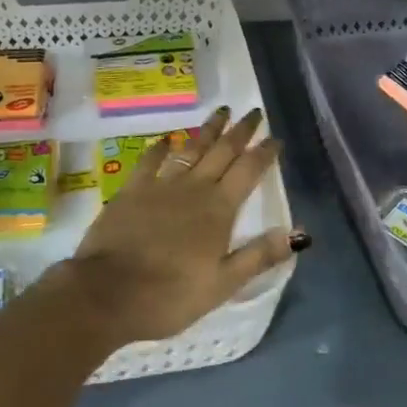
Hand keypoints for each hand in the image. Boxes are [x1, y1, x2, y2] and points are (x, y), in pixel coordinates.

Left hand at [67, 107, 300, 344]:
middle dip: (241, 131)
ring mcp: (161, 185)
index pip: (248, 171)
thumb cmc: (170, 295)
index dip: (264, 153)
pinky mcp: (132, 190)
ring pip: (191, 148)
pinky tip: (166, 139)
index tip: (276, 138)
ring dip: (208, 129)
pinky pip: (150, 161)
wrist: (107, 292)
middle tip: (254, 111)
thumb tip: (299, 233)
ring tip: (221, 111)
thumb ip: (259, 255)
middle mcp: (194, 188)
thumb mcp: (222, 284)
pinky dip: (161, 148)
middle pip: (223, 152)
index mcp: (219, 209)